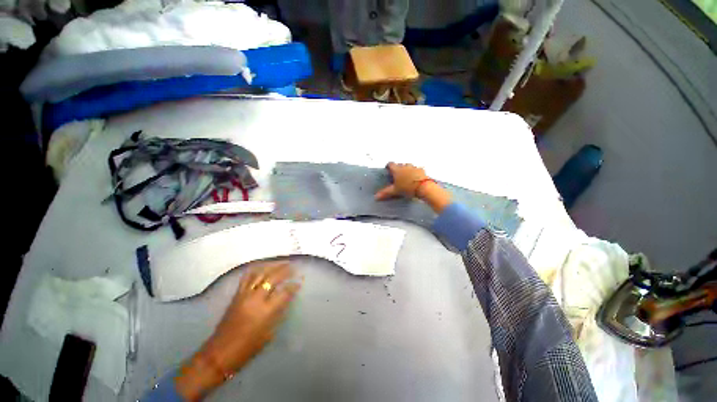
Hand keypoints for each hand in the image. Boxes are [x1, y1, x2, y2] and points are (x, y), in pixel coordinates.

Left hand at [175, 263, 300, 399]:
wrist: (219, 353)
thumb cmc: (248, 348)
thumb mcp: (269, 332)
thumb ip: (279, 312)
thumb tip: (288, 297)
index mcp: (265, 311)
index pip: (284, 291)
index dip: (294, 285)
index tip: (300, 281)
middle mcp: (255, 299)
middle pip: (272, 277)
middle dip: (285, 269)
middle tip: (294, 266)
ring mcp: (244, 295)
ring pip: (260, 272)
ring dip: (272, 265)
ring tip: (281, 263)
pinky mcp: (236, 294)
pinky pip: (248, 276)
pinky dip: (258, 268)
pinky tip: (264, 266)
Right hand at [375, 162, 451, 212]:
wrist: (423, 187)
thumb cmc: (407, 188)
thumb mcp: (395, 191)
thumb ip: (385, 192)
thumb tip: (376, 197)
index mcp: (397, 169)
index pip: (390, 164)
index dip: (388, 167)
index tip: (388, 172)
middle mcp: (404, 166)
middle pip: (399, 165)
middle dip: (397, 170)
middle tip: (397, 178)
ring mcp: (413, 167)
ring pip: (407, 167)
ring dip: (406, 171)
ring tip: (406, 179)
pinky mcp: (421, 170)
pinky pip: (416, 170)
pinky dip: (414, 173)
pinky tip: (415, 179)